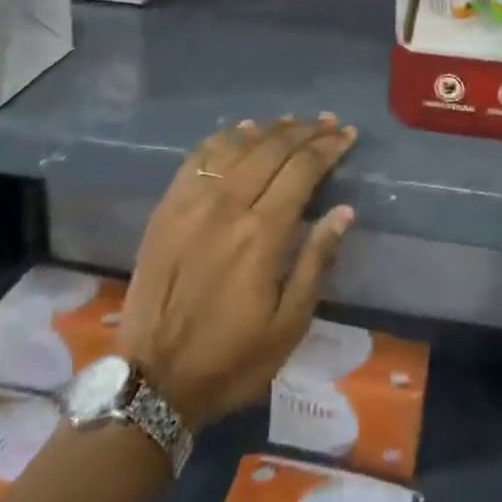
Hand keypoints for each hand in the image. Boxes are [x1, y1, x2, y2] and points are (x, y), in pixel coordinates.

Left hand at [120, 116, 356, 427]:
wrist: (155, 379)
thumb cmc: (232, 358)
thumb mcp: (289, 325)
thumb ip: (316, 261)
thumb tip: (343, 211)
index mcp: (261, 234)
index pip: (302, 170)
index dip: (328, 148)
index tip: (347, 135)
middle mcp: (227, 206)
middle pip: (272, 149)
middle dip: (305, 131)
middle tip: (327, 122)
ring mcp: (191, 202)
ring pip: (236, 146)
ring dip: (268, 130)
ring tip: (291, 122)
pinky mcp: (167, 207)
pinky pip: (198, 157)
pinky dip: (223, 138)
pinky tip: (239, 132)